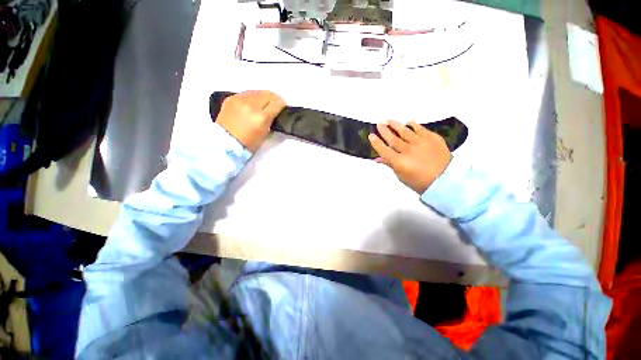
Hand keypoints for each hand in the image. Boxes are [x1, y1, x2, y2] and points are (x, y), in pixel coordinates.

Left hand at [215, 90, 285, 152]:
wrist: (225, 143)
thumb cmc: (248, 143)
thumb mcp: (265, 134)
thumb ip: (270, 120)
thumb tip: (273, 112)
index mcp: (261, 117)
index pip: (276, 104)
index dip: (282, 104)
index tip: (283, 105)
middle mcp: (251, 105)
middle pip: (267, 94)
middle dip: (274, 98)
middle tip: (276, 102)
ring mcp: (239, 100)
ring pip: (256, 92)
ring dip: (263, 96)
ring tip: (264, 101)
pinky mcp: (231, 98)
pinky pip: (245, 94)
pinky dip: (252, 97)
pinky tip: (252, 102)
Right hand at [368, 120, 451, 193]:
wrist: (446, 180)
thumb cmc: (420, 182)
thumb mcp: (402, 176)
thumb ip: (390, 165)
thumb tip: (378, 159)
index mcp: (399, 162)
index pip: (384, 150)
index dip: (376, 142)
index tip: (371, 135)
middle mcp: (408, 150)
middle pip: (393, 138)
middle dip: (384, 130)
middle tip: (379, 123)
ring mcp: (420, 142)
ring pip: (404, 131)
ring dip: (395, 125)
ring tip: (389, 120)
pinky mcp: (432, 137)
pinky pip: (420, 128)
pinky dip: (413, 125)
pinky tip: (408, 123)